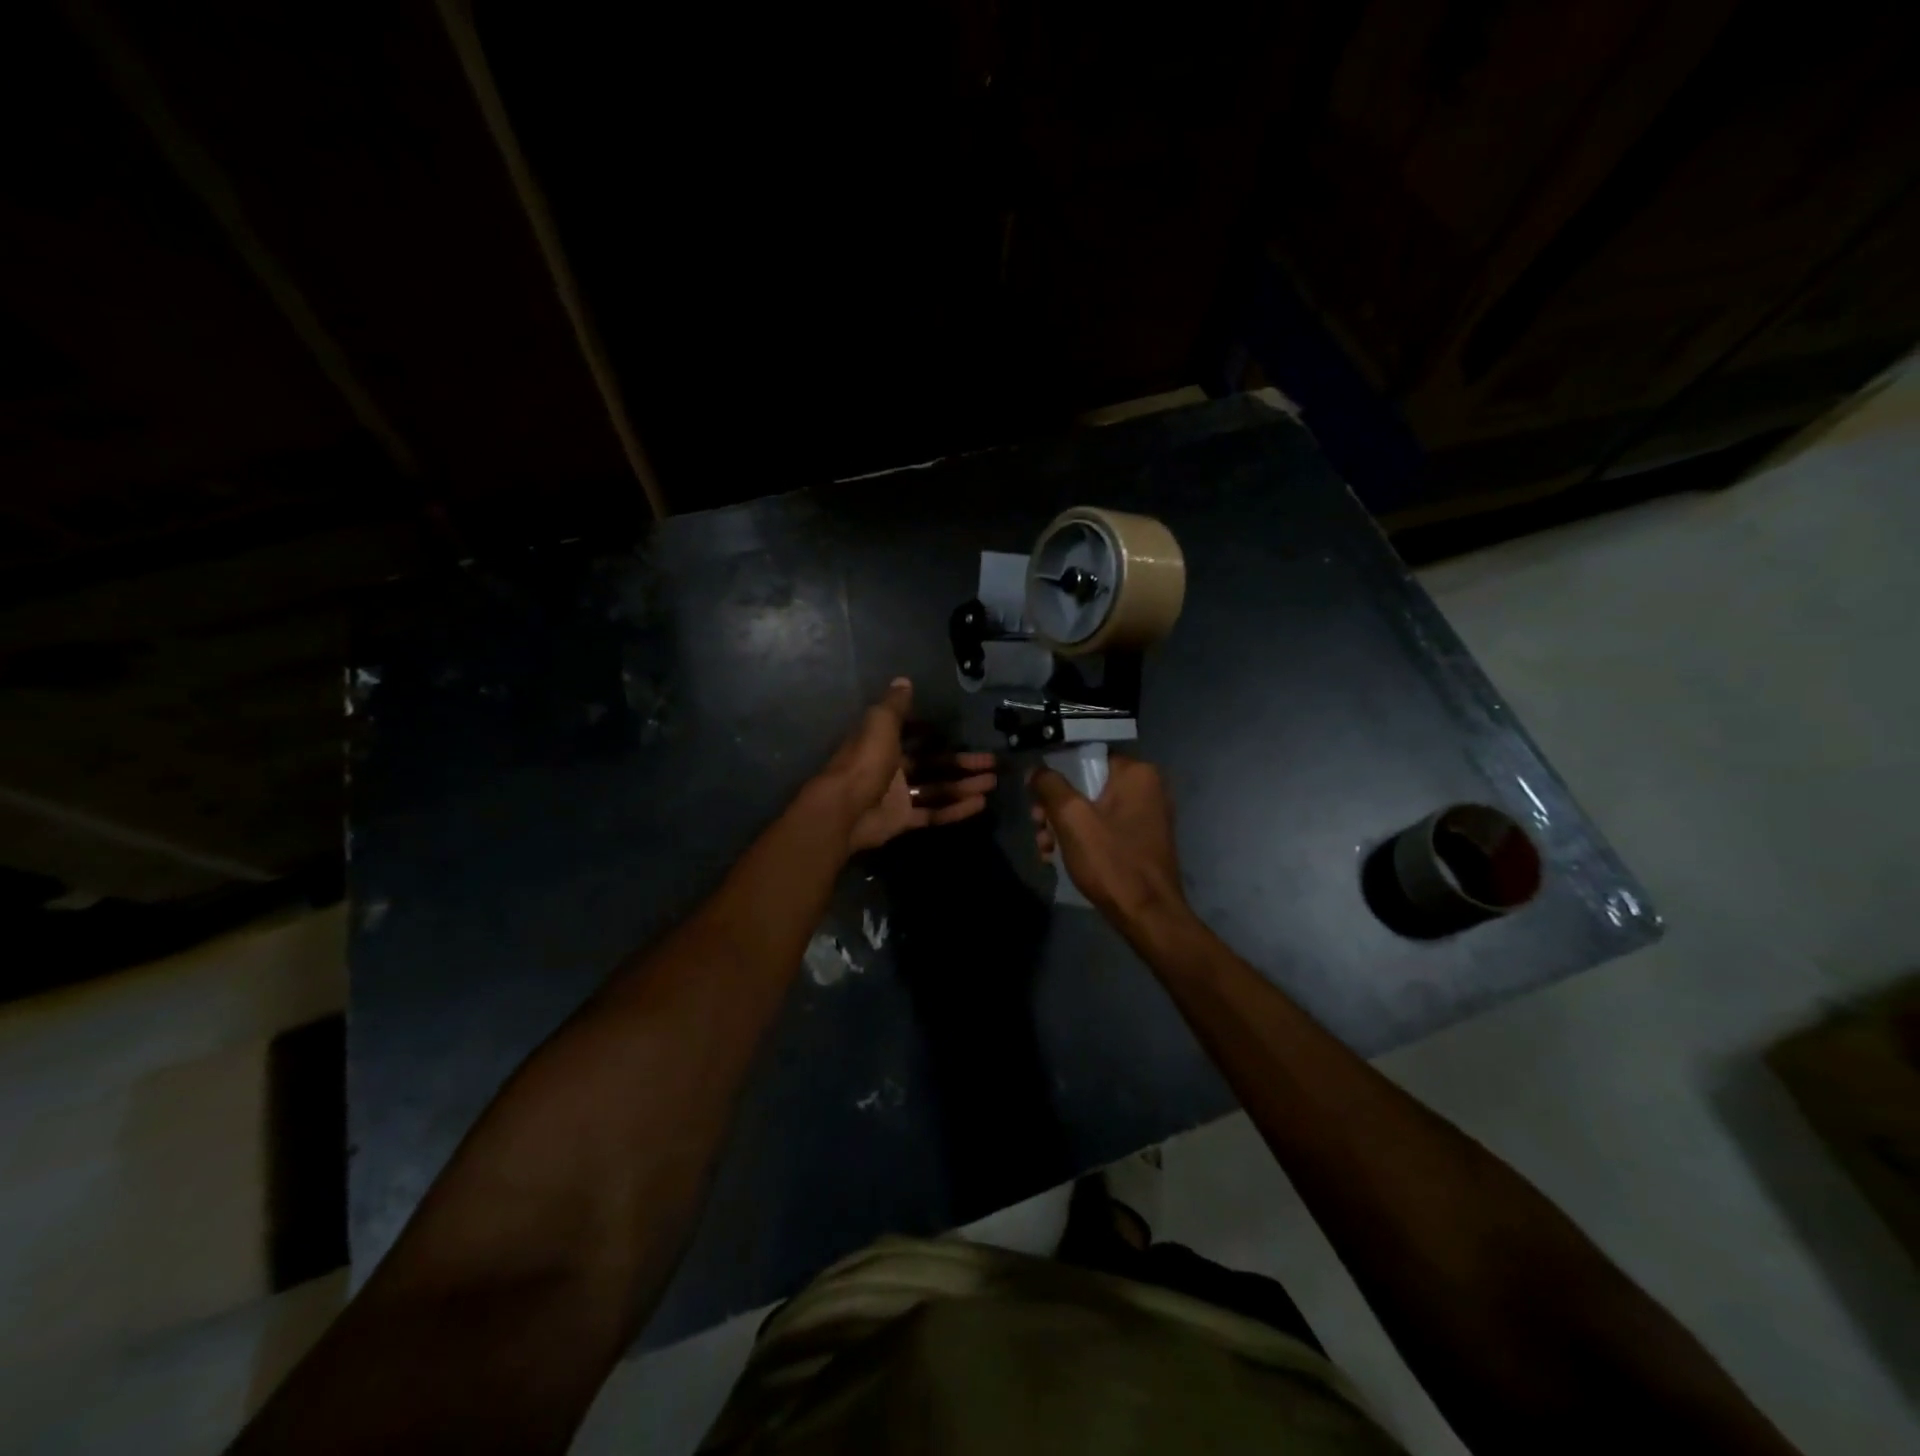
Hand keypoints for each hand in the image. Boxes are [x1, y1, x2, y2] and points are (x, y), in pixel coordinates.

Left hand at [817, 678, 997, 851]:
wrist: (844, 810)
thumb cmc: (865, 760)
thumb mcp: (880, 723)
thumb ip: (895, 705)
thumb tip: (904, 680)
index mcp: (883, 743)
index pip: (912, 735)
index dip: (932, 733)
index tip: (955, 732)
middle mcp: (891, 769)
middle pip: (933, 764)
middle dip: (962, 763)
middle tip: (992, 762)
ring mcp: (897, 797)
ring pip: (938, 789)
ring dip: (964, 786)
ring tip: (992, 782)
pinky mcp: (902, 820)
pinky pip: (933, 813)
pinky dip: (956, 810)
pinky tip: (980, 804)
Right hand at [1028, 755, 1189, 923]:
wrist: (1148, 916)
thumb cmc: (1111, 861)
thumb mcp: (1072, 818)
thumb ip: (1050, 785)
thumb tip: (1037, 770)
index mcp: (1137, 773)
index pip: (1087, 756)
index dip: (1056, 773)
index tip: (1035, 796)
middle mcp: (1146, 788)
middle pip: (1086, 784)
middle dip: (1055, 807)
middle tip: (1038, 827)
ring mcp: (1146, 815)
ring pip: (1091, 809)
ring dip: (1062, 826)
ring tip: (1044, 849)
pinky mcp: (1141, 840)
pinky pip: (1103, 828)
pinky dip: (1081, 839)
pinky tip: (1058, 858)